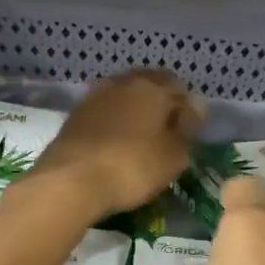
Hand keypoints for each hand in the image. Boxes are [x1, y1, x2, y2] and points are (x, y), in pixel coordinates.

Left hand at [27, 70, 200, 223]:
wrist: (70, 181)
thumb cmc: (133, 167)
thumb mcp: (174, 155)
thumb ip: (187, 128)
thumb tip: (194, 106)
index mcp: (151, 87)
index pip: (177, 86)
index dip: (186, 107)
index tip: (188, 130)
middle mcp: (121, 83)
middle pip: (148, 86)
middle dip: (159, 105)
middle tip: (165, 134)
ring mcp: (94, 97)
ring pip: (123, 97)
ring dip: (134, 112)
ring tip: (140, 139)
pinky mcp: (74, 117)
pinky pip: (103, 113)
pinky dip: (113, 123)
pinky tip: (115, 144)